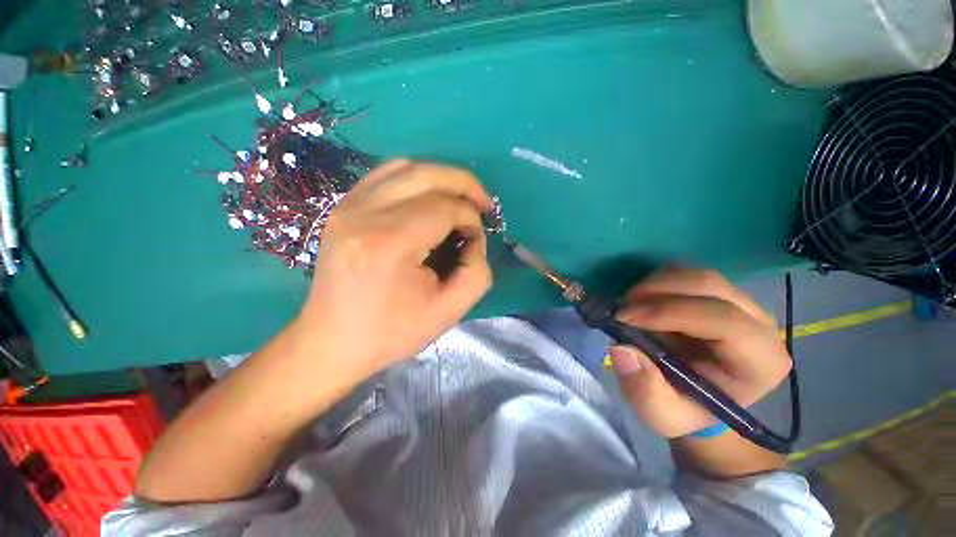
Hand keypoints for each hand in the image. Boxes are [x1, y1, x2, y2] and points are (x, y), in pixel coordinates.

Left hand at [293, 159, 493, 383]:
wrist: (332, 341)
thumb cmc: (391, 332)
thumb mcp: (448, 312)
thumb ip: (476, 272)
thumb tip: (474, 238)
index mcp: (389, 243)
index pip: (445, 208)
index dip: (470, 219)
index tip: (475, 240)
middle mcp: (364, 214)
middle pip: (427, 175)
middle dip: (464, 184)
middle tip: (483, 202)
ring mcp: (348, 206)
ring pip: (407, 168)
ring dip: (442, 178)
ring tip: (460, 198)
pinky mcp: (343, 208)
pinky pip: (385, 175)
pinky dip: (415, 178)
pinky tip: (428, 195)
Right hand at [609, 267, 790, 437]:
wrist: (696, 397)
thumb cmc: (684, 408)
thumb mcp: (661, 414)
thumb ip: (645, 390)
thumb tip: (621, 349)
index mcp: (760, 362)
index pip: (725, 321)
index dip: (671, 312)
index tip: (626, 317)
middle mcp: (760, 325)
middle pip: (711, 287)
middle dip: (658, 291)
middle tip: (622, 307)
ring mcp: (742, 303)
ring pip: (698, 275)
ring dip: (655, 284)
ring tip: (629, 304)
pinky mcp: (720, 293)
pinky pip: (688, 272)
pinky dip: (658, 280)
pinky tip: (642, 300)